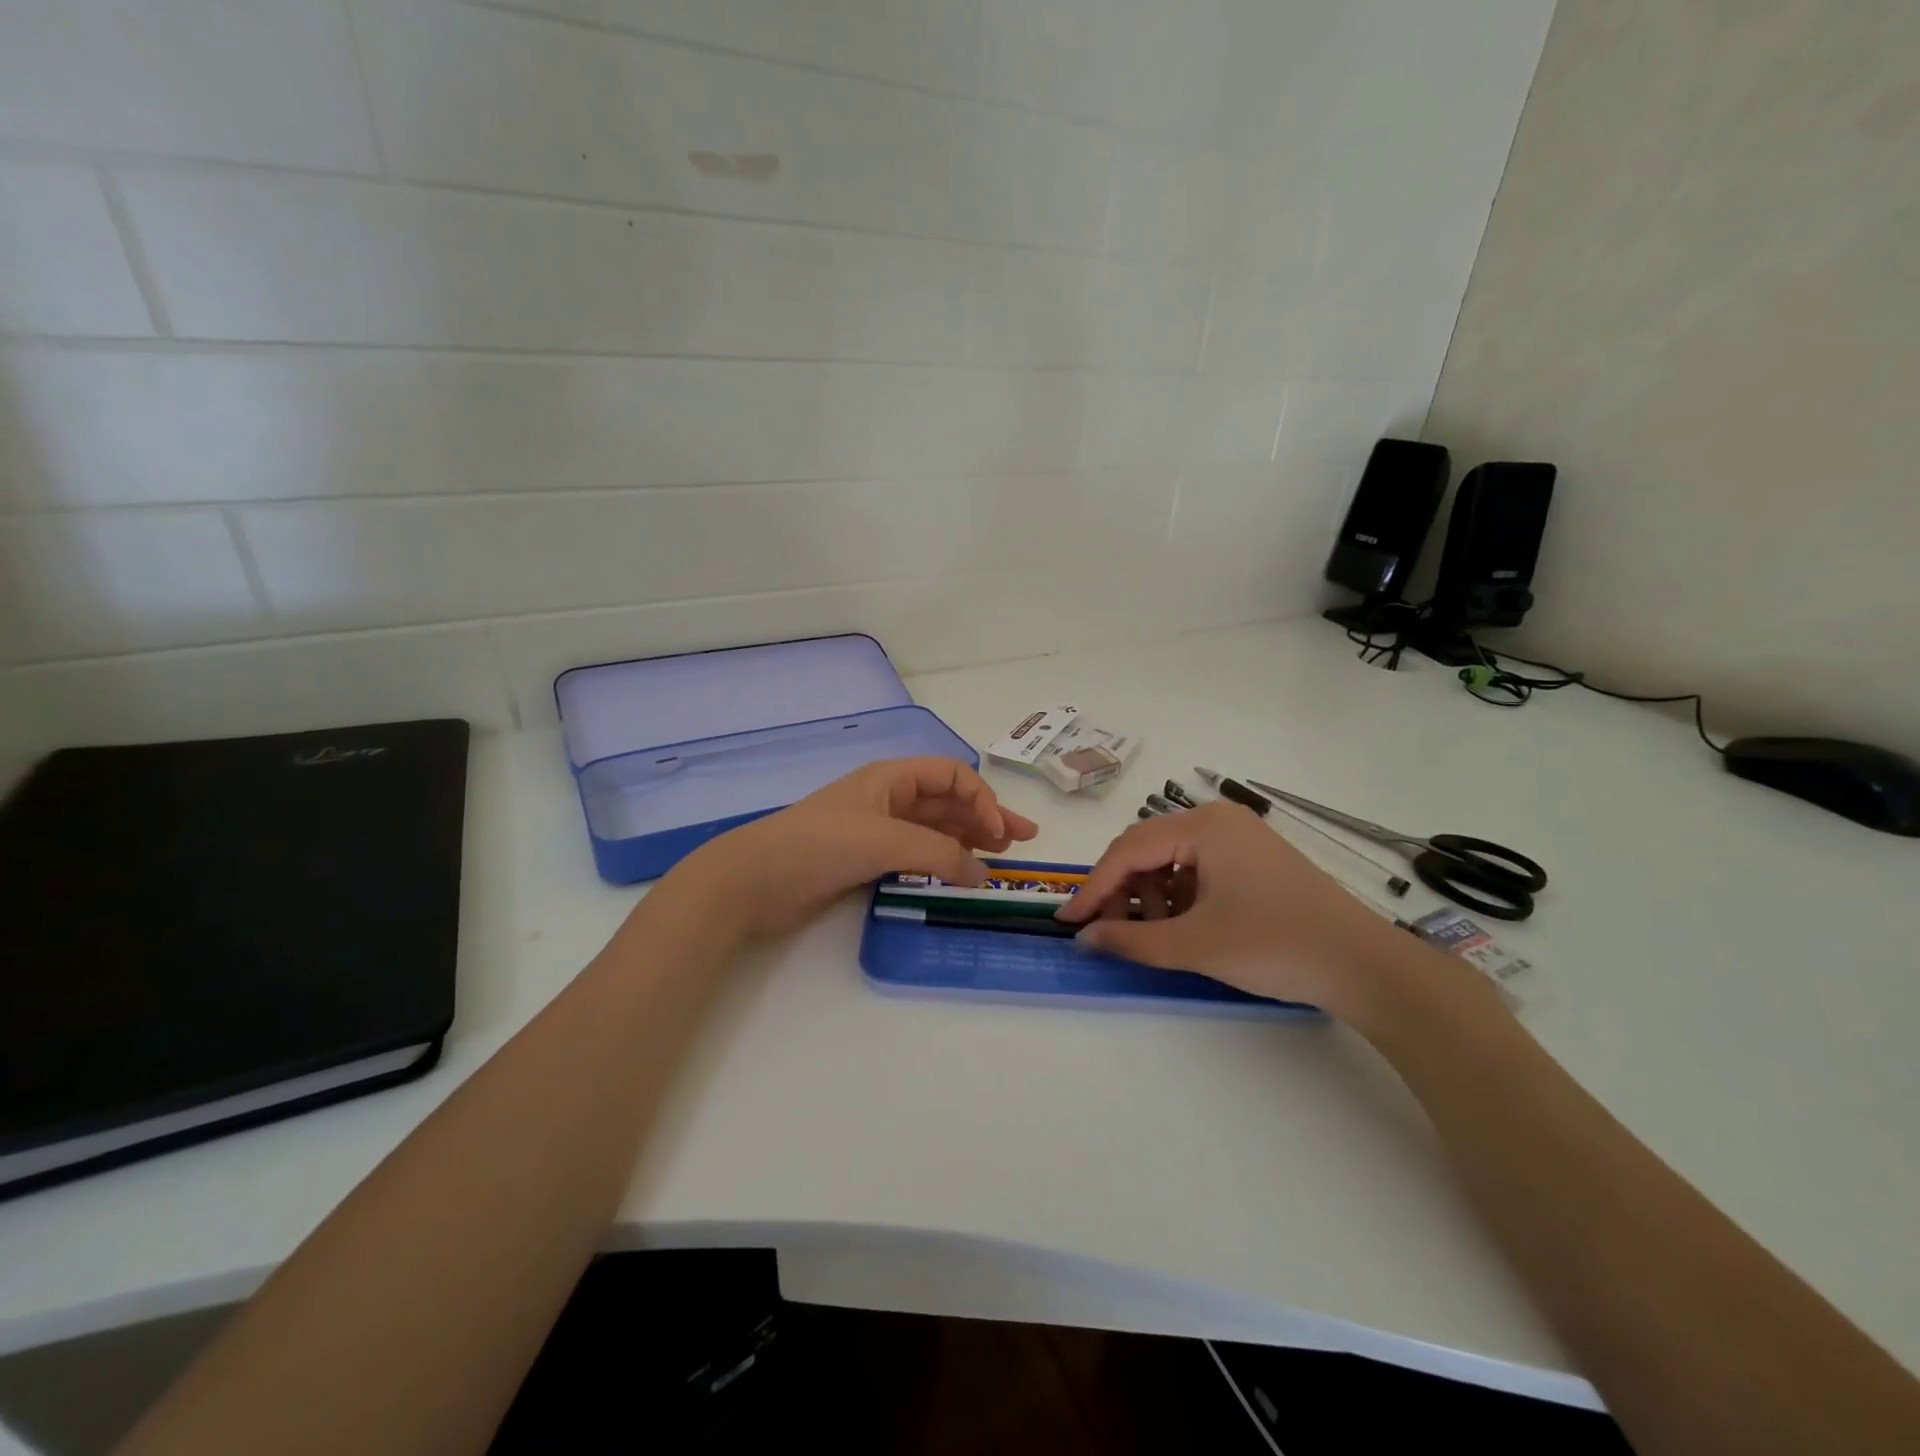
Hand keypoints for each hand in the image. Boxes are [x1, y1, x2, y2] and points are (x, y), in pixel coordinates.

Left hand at [671, 757, 1037, 938]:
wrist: (754, 880)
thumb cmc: (819, 845)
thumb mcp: (885, 840)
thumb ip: (939, 853)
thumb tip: (983, 874)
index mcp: (890, 778)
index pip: (951, 775)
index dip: (982, 798)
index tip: (1001, 833)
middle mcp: (887, 798)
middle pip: (947, 801)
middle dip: (986, 817)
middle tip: (1022, 843)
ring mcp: (876, 830)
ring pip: (934, 828)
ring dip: (968, 839)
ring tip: (999, 859)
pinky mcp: (865, 860)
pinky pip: (915, 854)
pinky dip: (941, 860)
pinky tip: (958, 874)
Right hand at [1054, 801, 1411, 1015]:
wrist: (1365, 966)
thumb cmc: (1276, 945)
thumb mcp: (1196, 945)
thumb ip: (1132, 940)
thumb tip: (1085, 938)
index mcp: (1203, 825)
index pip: (1129, 850)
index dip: (1094, 888)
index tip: (1067, 921)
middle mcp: (1218, 820)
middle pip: (1147, 849)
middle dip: (1121, 890)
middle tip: (1104, 930)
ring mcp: (1239, 839)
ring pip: (1171, 860)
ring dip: (1149, 896)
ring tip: (1148, 934)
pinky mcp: (1253, 861)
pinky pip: (1197, 870)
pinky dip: (1178, 897)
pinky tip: (1178, 927)